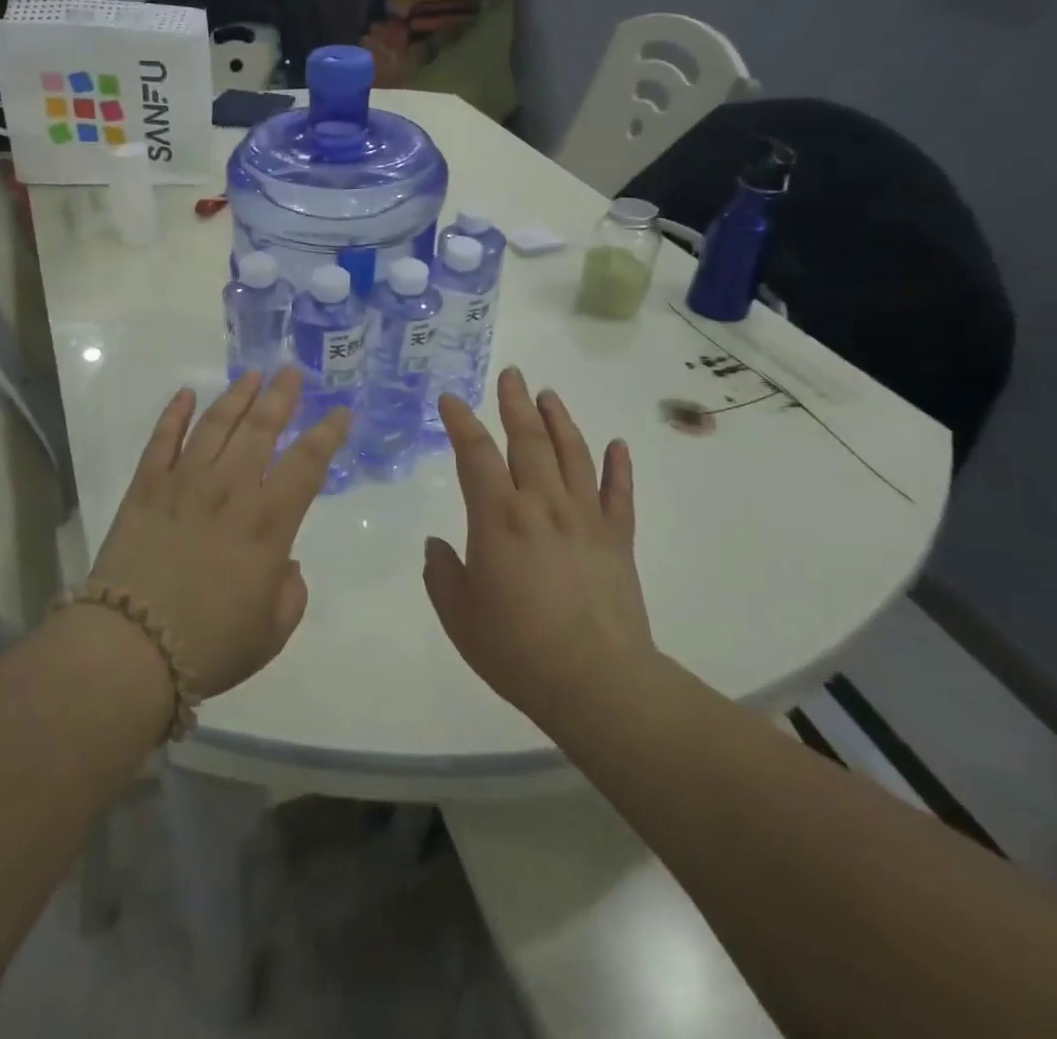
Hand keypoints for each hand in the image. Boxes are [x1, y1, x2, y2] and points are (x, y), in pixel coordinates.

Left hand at [87, 367, 350, 699]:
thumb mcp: (271, 632)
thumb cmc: (209, 645)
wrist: (130, 649)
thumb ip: (290, 592)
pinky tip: (186, 394)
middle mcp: (230, 489)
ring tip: (252, 375)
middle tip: (293, 371)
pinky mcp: (145, 487)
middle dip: (282, 396)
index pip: (307, 463)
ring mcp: (183, 482)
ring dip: (236, 395)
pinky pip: (162, 439)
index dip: (328, 433)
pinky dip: (174, 413)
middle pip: (261, 429)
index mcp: (268, 523)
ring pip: (216, 424)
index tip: (340, 410)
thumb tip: (285, 564)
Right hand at [423, 367, 654, 731]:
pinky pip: (619, 492)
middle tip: (512, 374)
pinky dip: (618, 465)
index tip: (452, 400)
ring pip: (573, 454)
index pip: (476, 454)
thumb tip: (438, 546)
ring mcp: (585, 518)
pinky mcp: (617, 538)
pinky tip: (617, 444)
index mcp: (498, 518)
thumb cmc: (516, 648)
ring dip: (559, 420)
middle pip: (528, 440)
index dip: (462, 423)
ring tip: (549, 395)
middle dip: (515, 403)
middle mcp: (542, 504)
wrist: (596, 682)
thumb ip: (441, 573)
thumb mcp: (458, 614)